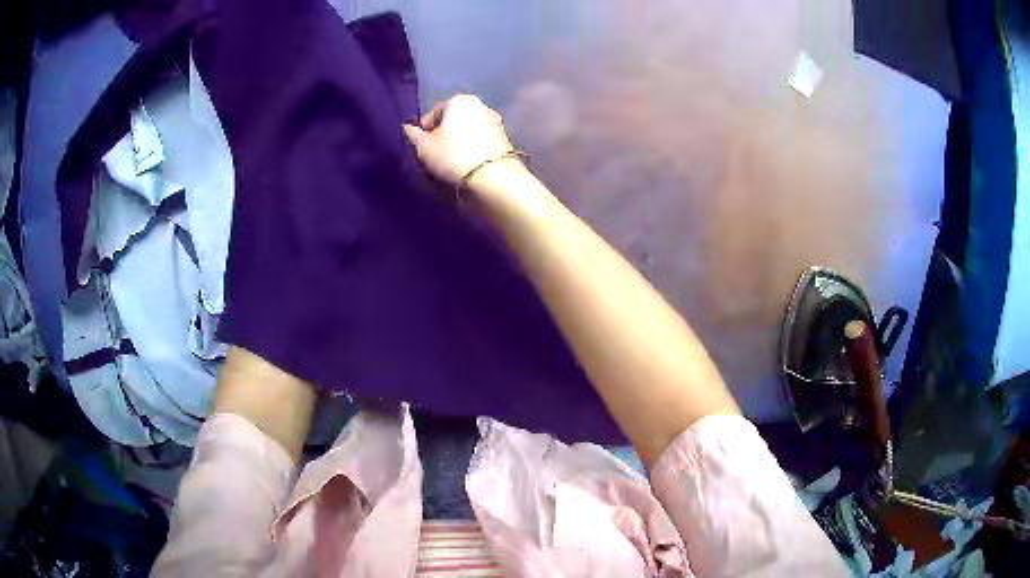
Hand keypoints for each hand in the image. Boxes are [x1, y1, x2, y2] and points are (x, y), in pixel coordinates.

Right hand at [403, 94, 517, 186]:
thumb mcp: (424, 147)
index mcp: (459, 100)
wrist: (493, 178)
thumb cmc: (452, 156)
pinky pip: (481, 142)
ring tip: (452, 163)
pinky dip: (473, 150)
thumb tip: (408, 128)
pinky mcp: (505, 139)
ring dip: (459, 143)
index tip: (423, 149)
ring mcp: (496, 121)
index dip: (425, 132)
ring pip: (468, 131)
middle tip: (436, 156)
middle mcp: (480, 105)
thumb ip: (414, 135)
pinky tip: (468, 165)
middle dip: (444, 136)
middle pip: (453, 121)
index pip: (434, 114)